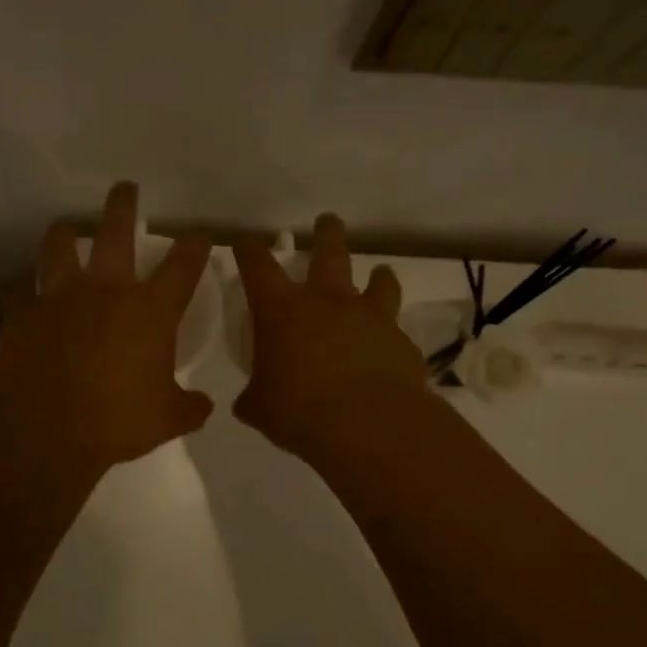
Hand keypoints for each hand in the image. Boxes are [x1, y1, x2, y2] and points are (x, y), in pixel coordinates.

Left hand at [0, 182, 214, 470]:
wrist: (48, 429)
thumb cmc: (118, 421)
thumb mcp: (168, 419)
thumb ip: (190, 407)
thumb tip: (204, 406)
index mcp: (150, 311)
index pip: (182, 266)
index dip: (194, 245)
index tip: (199, 234)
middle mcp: (106, 291)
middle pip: (115, 232)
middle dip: (123, 205)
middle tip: (125, 188)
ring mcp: (59, 297)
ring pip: (58, 247)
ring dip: (62, 233)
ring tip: (64, 227)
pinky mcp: (21, 314)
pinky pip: (17, 292)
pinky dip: (21, 291)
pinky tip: (21, 292)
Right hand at [232, 214, 427, 457]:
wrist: (368, 425)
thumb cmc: (299, 411)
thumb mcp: (261, 408)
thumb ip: (255, 397)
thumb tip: (251, 401)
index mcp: (282, 311)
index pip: (258, 266)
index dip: (249, 250)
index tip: (246, 242)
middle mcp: (327, 302)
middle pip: (329, 251)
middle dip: (326, 232)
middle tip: (327, 221)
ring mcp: (370, 317)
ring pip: (378, 281)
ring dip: (378, 275)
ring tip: (379, 273)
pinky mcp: (400, 341)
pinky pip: (397, 329)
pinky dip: (392, 332)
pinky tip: (390, 346)